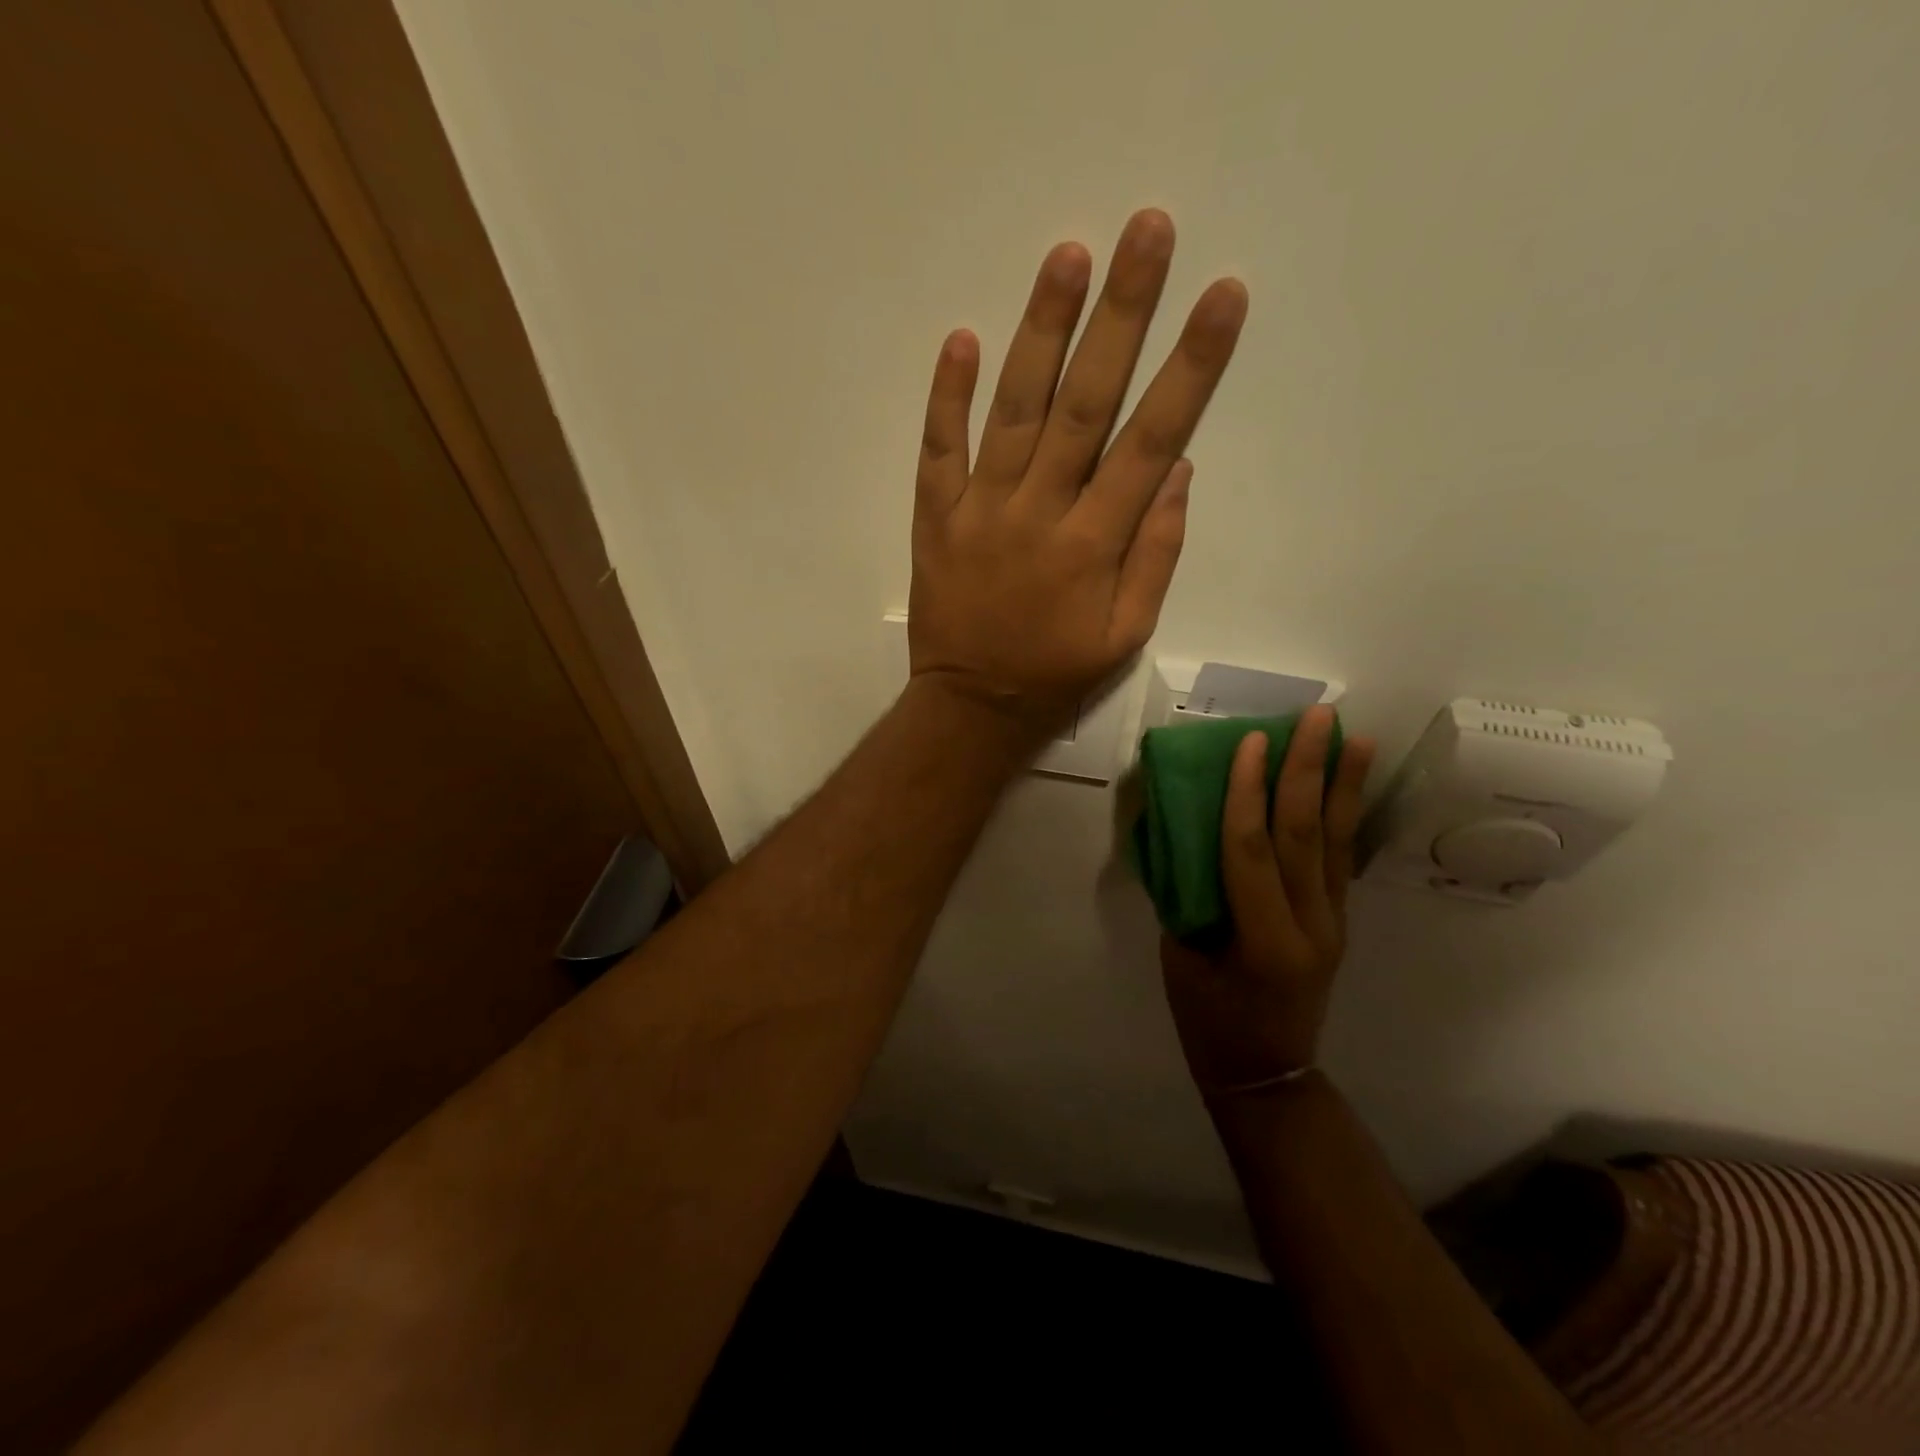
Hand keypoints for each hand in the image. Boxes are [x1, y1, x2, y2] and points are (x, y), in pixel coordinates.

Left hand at [907, 210, 1247, 741]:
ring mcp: (981, 510)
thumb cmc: (1056, 674)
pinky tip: (961, 338)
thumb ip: (1156, 555)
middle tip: (1147, 232)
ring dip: (1041, 332)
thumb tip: (1176, 470)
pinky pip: (938, 450)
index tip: (1221, 297)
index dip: (1190, 367)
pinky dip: (947, 397)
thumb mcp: (1126, 634)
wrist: (972, 706)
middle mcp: (1040, 513)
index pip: (1151, 440)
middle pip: (1085, 404)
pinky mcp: (935, 517)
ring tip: (1068, 256)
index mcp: (1095, 544)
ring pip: (1013, 411)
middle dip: (1120, 316)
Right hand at [1160, 706, 1376, 1094]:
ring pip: (1335, 841)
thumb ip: (1187, 893)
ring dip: (1342, 784)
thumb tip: (1182, 831)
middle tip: (1317, 716)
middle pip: (1305, 835)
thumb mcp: (1181, 959)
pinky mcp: (1337, 921)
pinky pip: (1338, 858)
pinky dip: (1342, 814)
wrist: (1268, 1075)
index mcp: (1262, 940)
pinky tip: (1347, 783)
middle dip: (1309, 770)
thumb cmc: (1209, 1021)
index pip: (1251, 850)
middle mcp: (1309, 926)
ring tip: (1354, 735)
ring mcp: (1332, 923)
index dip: (1248, 792)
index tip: (1251, 740)